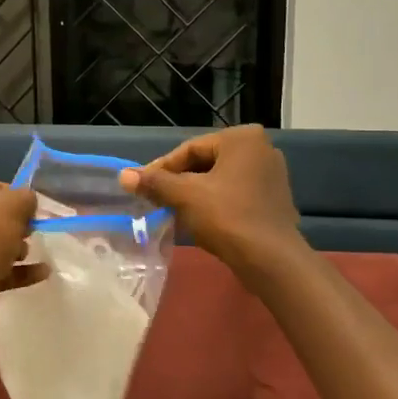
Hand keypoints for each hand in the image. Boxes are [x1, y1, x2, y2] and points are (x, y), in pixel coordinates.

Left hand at [0, 176, 42, 293]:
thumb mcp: (8, 209)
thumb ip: (21, 197)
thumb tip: (27, 199)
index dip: (5, 190)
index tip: (26, 204)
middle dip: (9, 222)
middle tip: (30, 229)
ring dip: (11, 247)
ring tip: (28, 252)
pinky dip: (9, 270)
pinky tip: (39, 274)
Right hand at [120, 126, 302, 274]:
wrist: (271, 260)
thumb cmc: (227, 217)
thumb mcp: (185, 196)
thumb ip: (154, 182)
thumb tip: (124, 175)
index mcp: (242, 138)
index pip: (190, 149)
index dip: (161, 169)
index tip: (141, 187)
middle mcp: (262, 148)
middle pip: (206, 163)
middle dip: (179, 182)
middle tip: (155, 200)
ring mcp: (271, 175)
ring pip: (220, 180)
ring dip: (194, 195)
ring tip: (172, 213)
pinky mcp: (274, 199)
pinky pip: (235, 194)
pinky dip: (215, 204)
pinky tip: (198, 222)